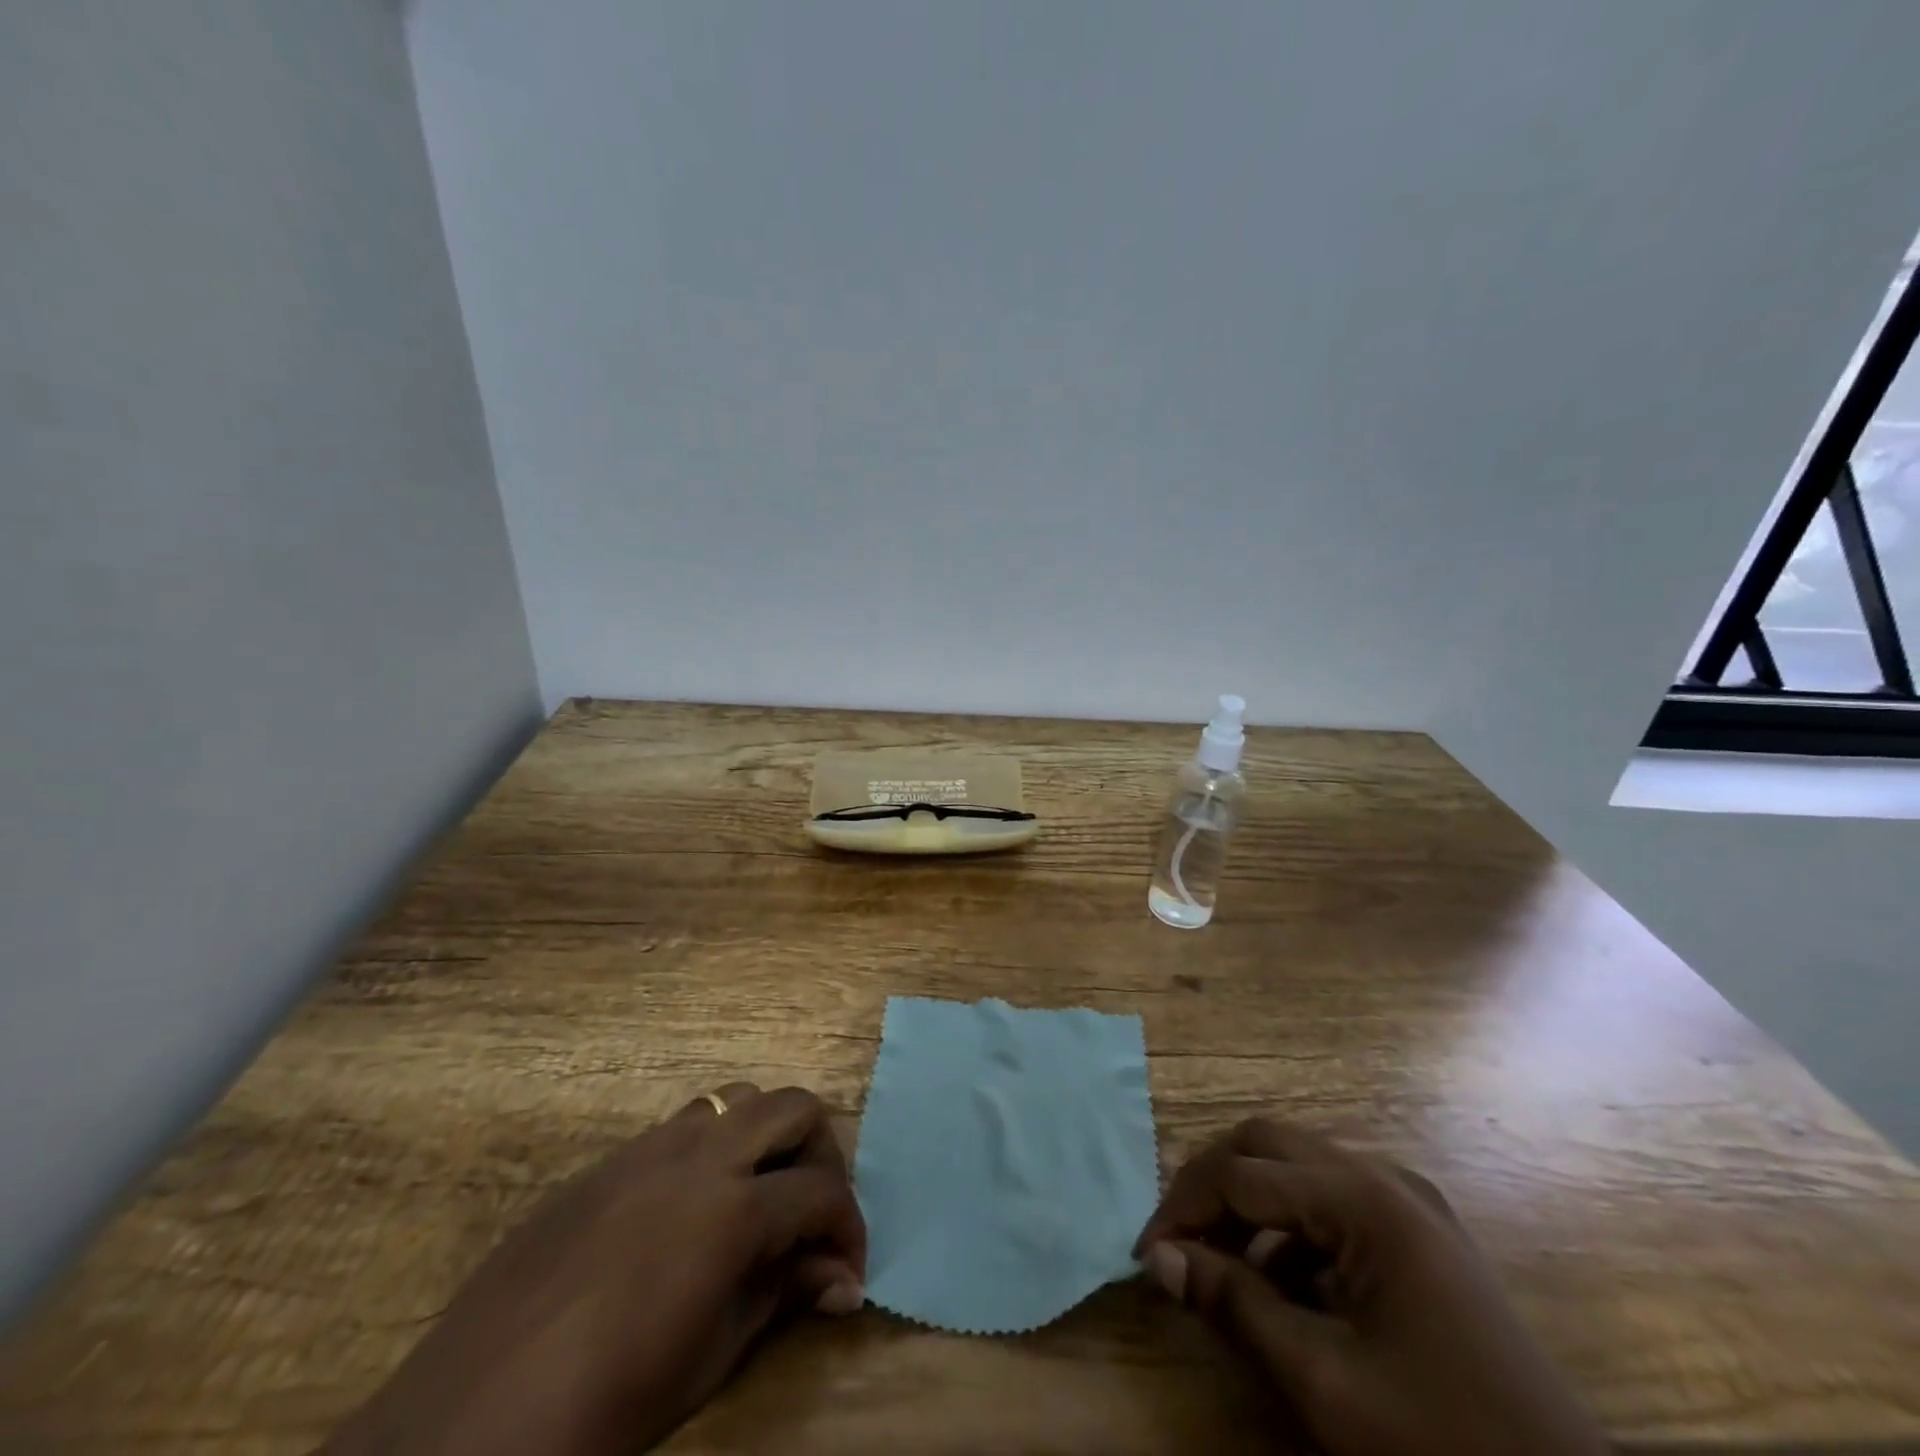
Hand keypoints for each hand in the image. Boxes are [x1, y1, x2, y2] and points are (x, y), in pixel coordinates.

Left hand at [323, 1084, 865, 1455]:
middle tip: (809, 1213)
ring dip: (763, 1137)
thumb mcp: (711, 1358)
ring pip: (736, 1098)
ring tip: (755, 1197)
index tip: (846, 1270)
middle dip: (819, 1154)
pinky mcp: (608, 1160)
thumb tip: (840, 1277)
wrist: (470, 1419)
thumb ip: (782, 1294)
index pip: (822, 1192)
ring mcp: (649, 1146)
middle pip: (792, 1106)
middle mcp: (700, 1154)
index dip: (849, 1229)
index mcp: (732, 1207)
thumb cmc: (606, 1403)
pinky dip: (709, 1149)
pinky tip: (688, 1210)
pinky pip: (679, 1126)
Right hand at [1135, 1119, 1608, 1455]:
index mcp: (1365, 1199)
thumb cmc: (1442, 1443)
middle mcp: (1384, 1177)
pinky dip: (1289, 1229)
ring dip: (1247, 1204)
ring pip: (1297, 1167)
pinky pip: (1332, 1202)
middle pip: (1267, 1143)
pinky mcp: (1420, 1234)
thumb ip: (1235, 1305)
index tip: (1145, 1255)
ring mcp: (1408, 1202)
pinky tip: (1279, 1283)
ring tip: (1216, 1263)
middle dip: (1210, 1184)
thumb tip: (1159, 1258)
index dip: (1182, 1207)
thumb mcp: (1325, 1381)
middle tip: (1175, 1239)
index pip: (1243, 1174)